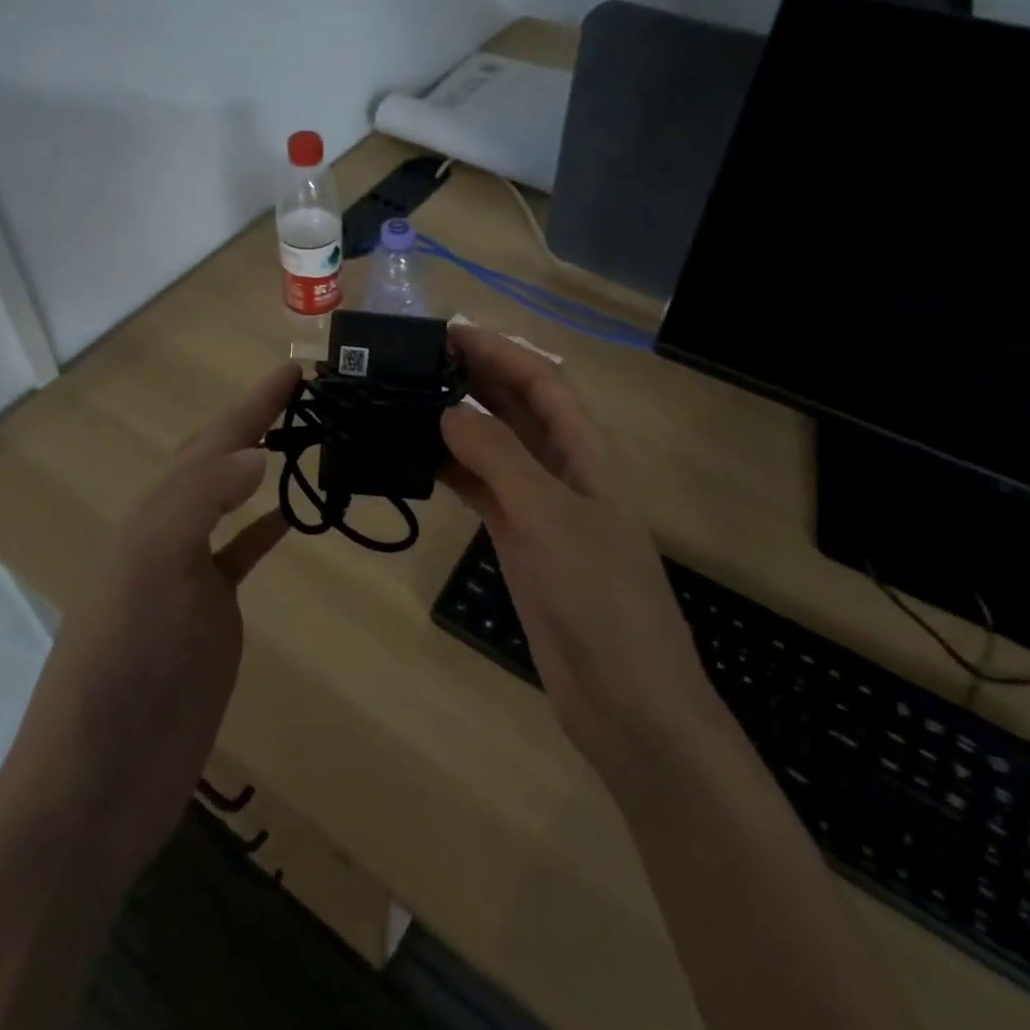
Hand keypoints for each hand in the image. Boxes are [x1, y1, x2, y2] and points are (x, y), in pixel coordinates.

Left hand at [0, 361, 300, 878]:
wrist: (99, 781)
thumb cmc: (120, 669)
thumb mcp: (150, 573)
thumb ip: (198, 505)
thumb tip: (257, 452)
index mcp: (153, 517)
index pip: (210, 443)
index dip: (251, 404)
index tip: (294, 367)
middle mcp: (169, 536)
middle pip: (217, 462)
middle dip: (256, 422)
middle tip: (306, 392)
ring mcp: (191, 578)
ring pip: (231, 503)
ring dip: (262, 467)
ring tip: (304, 439)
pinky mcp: (211, 618)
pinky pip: (242, 554)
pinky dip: (267, 528)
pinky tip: (291, 516)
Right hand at [440, 327, 713, 782]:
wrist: (623, 696)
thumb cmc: (597, 596)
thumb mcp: (548, 516)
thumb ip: (499, 458)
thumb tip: (449, 411)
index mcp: (586, 451)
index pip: (542, 380)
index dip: (500, 350)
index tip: (448, 332)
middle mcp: (563, 468)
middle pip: (517, 407)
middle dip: (475, 377)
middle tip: (416, 360)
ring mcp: (540, 506)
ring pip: (495, 447)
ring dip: (458, 421)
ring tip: (407, 400)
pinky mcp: (519, 539)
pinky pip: (482, 489)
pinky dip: (452, 470)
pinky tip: (417, 459)